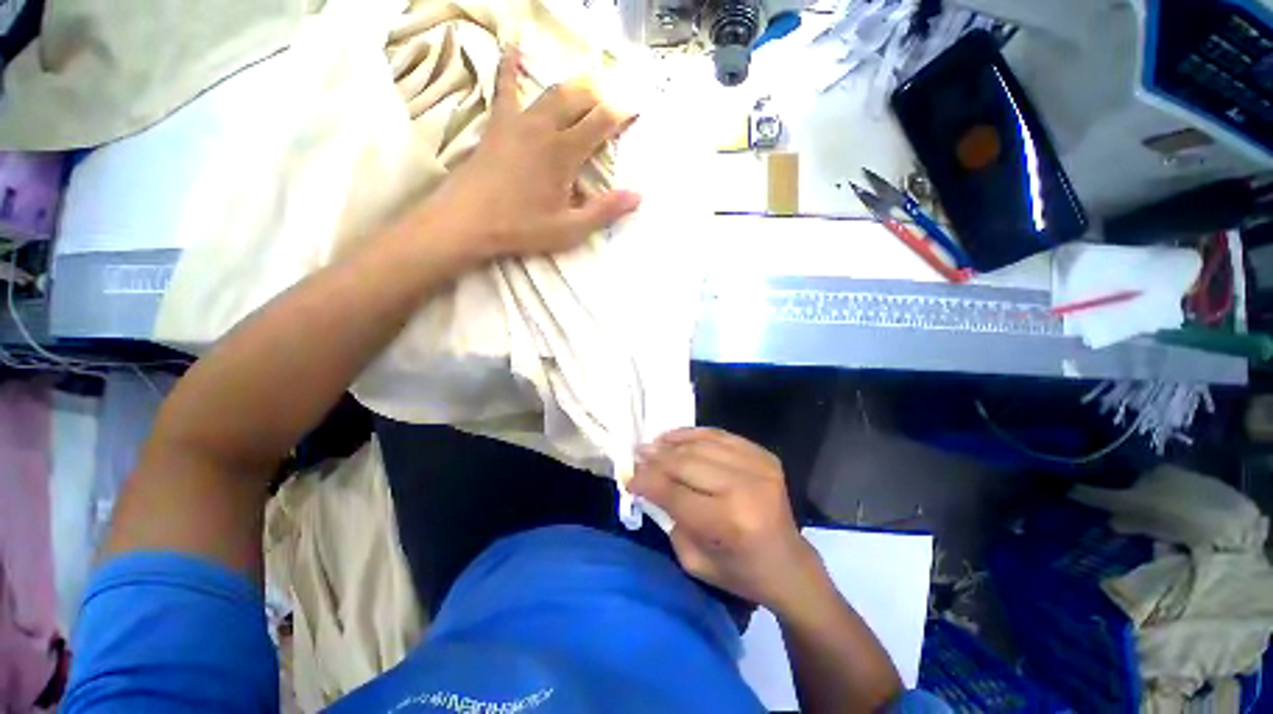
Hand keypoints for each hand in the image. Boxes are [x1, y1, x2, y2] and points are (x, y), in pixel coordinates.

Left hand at [423, 47, 640, 257]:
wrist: (468, 220)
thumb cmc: (521, 227)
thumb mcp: (569, 229)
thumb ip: (604, 211)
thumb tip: (637, 196)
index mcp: (564, 153)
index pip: (600, 122)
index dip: (621, 113)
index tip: (635, 108)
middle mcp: (544, 128)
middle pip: (578, 98)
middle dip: (600, 96)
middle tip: (613, 102)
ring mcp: (518, 121)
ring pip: (551, 91)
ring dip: (574, 86)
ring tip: (587, 85)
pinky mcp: (498, 123)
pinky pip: (505, 87)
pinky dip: (511, 66)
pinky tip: (514, 47)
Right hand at [630, 428, 822, 610]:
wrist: (789, 564)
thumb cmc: (741, 572)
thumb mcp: (695, 560)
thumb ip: (670, 518)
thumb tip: (649, 483)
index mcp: (729, 522)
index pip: (674, 492)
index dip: (647, 481)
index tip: (629, 477)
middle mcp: (745, 487)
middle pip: (686, 463)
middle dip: (656, 459)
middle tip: (638, 455)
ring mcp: (759, 467)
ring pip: (702, 444)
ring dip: (672, 442)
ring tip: (653, 444)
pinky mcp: (765, 456)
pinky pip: (721, 435)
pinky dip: (695, 434)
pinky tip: (677, 437)